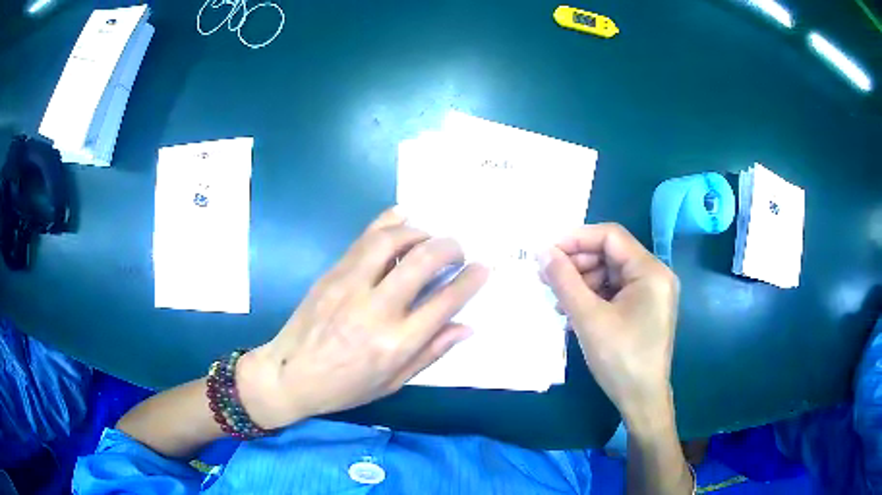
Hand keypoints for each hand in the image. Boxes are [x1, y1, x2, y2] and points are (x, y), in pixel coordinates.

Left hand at [237, 208, 488, 429]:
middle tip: (457, 251)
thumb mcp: (392, 382)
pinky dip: (388, 223)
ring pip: (392, 240)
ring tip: (428, 239)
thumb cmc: (344, 387)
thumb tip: (466, 326)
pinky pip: (364, 239)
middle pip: (422, 261)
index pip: (445, 301)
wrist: (289, 374)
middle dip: (450, 247)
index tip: (483, 267)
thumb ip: (430, 352)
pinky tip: (402, 220)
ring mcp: (350, 285)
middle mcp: (375, 309)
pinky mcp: (332, 273)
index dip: (471, 280)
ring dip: (419, 232)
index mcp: (395, 343)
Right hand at [539, 224, 679, 428]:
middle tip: (548, 278)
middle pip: (610, 254)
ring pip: (610, 273)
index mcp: (650, 271)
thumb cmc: (620, 359)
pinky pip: (616, 291)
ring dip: (582, 282)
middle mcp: (655, 275)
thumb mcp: (588, 318)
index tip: (547, 253)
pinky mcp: (644, 309)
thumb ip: (564, 280)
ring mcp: (651, 293)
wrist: (642, 400)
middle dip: (577, 263)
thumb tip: (541, 251)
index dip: (576, 239)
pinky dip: (593, 296)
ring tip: (558, 300)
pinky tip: (573, 310)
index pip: (610, 236)